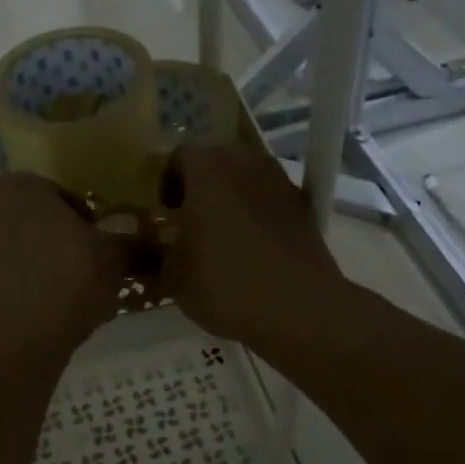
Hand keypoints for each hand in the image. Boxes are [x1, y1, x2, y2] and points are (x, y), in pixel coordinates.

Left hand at [0, 173, 128, 358]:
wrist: (19, 340)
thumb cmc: (69, 279)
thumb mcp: (115, 258)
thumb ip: (136, 244)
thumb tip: (158, 245)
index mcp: (21, 187)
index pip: (63, 194)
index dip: (87, 218)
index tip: (102, 242)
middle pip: (39, 220)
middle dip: (62, 238)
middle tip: (90, 264)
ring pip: (22, 247)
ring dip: (45, 262)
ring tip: (73, 290)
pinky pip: (8, 275)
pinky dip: (28, 284)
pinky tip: (50, 307)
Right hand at [160, 143, 342, 348]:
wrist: (299, 307)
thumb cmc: (224, 281)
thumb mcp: (172, 277)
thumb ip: (159, 255)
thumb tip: (159, 252)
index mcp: (208, 166)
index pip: (179, 156)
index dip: (167, 183)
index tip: (164, 213)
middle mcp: (246, 162)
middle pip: (216, 164)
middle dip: (200, 189)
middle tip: (188, 224)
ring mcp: (281, 183)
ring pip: (245, 183)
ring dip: (230, 202)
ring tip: (220, 240)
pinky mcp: (305, 209)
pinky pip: (269, 204)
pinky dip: (256, 219)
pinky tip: (250, 254)